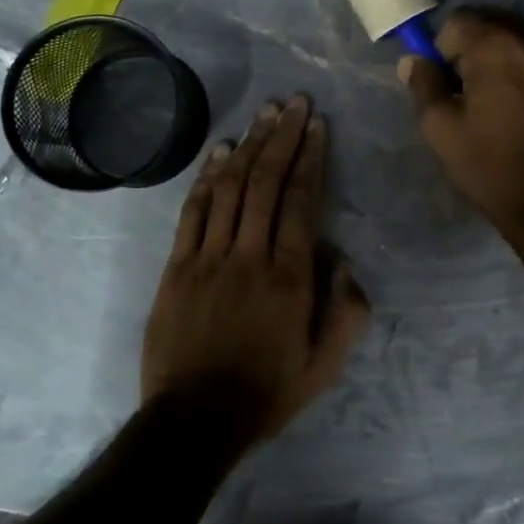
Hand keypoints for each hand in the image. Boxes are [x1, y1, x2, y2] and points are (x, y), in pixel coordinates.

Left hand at [141, 95, 369, 448]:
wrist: (193, 421)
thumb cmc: (265, 393)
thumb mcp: (325, 367)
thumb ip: (347, 314)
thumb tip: (345, 261)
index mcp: (289, 278)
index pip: (302, 201)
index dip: (311, 157)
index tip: (317, 125)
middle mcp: (249, 256)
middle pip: (266, 182)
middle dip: (283, 137)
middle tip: (294, 102)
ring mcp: (208, 257)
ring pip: (231, 188)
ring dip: (249, 145)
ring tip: (264, 113)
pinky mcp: (177, 266)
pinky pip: (193, 211)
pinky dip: (207, 177)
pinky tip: (220, 150)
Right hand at [399, 9, 523, 238]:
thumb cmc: (491, 166)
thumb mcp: (441, 129)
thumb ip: (424, 84)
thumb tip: (414, 59)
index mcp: (497, 46)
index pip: (459, 21)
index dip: (444, 49)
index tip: (447, 84)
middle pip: (494, 25)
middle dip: (476, 50)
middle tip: (471, 93)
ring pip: (523, 42)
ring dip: (506, 60)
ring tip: (503, 104)